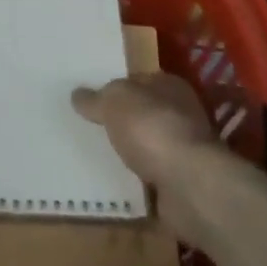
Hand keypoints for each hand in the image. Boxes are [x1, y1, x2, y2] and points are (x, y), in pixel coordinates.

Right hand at [72, 72, 220, 192]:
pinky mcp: (182, 184)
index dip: (116, 87)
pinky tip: (112, 184)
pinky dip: (136, 183)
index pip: (139, 80)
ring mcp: (184, 152)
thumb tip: (77, 95)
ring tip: (95, 157)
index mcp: (170, 86)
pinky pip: (151, 179)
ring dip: (129, 154)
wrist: (189, 185)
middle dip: (121, 122)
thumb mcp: (113, 102)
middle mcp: (181, 115)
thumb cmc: (151, 128)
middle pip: (143, 115)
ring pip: (148, 148)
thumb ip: (95, 99)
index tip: (92, 99)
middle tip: (89, 128)